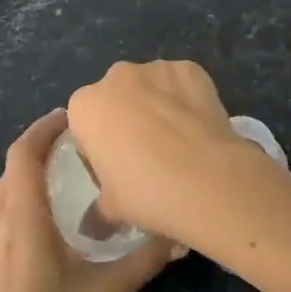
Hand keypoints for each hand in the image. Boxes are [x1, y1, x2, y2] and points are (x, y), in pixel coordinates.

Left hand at [0, 110, 172, 291]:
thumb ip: (143, 260)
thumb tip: (179, 233)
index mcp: (19, 227)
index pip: (22, 156)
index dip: (43, 129)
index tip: (72, 118)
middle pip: (11, 172)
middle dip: (42, 152)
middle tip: (80, 149)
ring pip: (1, 197)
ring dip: (29, 180)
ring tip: (67, 182)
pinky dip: (19, 206)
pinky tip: (46, 227)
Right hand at [66, 59, 256, 244]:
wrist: (205, 177)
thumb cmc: (145, 192)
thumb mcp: (110, 209)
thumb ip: (96, 210)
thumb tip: (93, 224)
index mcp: (86, 105)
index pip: (85, 121)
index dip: (99, 145)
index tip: (115, 168)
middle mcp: (117, 76)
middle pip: (117, 97)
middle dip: (127, 118)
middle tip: (147, 155)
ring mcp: (156, 67)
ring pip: (151, 87)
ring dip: (158, 106)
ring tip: (178, 143)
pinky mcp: (190, 68)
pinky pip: (182, 84)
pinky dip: (187, 99)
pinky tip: (198, 128)